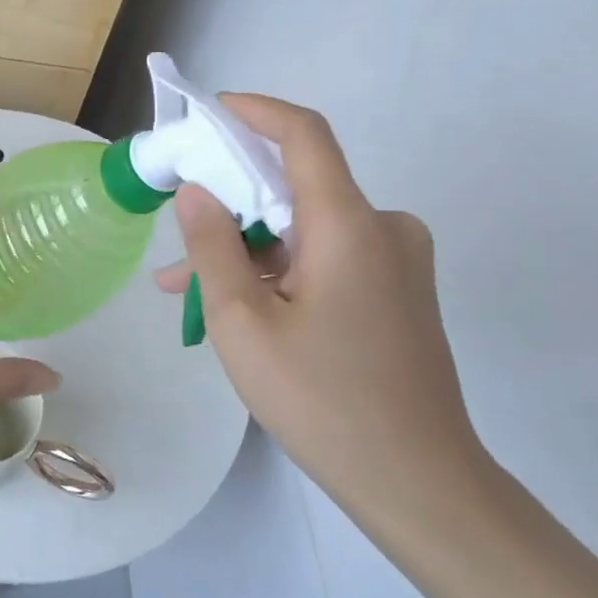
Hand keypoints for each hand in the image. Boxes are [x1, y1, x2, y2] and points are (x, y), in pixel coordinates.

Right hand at [155, 95, 487, 524]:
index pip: (304, 135)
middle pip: (297, 186)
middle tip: (176, 233)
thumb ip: (214, 247)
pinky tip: (239, 308)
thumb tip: (196, 190)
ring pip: (305, 229)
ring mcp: (396, 261)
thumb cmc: (324, 401)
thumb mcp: (244, 324)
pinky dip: (280, 270)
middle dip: (231, 203)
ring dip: (248, 249)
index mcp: (350, 225)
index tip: (210, 113)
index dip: (255, 112)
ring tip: (185, 291)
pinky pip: (327, 258)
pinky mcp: (398, 291)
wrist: (421, 485)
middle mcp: (383, 228)